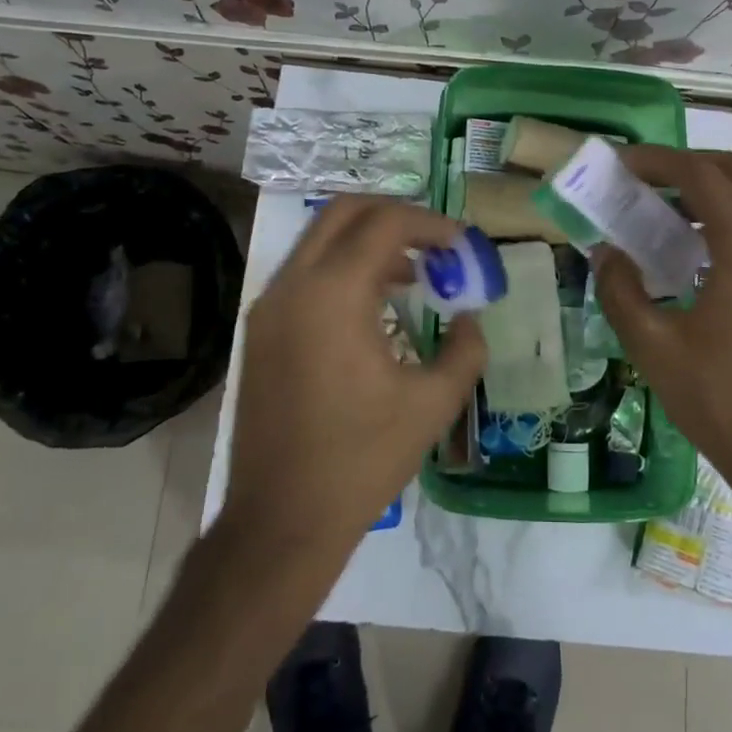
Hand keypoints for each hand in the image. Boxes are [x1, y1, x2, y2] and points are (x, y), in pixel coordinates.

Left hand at [220, 196, 486, 561]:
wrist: (282, 520)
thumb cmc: (361, 460)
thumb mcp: (432, 404)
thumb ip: (465, 349)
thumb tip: (471, 319)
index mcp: (333, 294)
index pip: (385, 223)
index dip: (431, 224)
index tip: (462, 246)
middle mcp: (293, 285)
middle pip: (345, 212)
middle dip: (396, 217)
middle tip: (436, 245)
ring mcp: (268, 306)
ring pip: (320, 239)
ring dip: (368, 242)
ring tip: (414, 276)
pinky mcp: (260, 330)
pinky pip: (305, 273)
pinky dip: (342, 268)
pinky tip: (375, 306)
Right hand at [593, 147, 731, 491]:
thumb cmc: (723, 400)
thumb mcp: (653, 345)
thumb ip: (619, 289)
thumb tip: (607, 252)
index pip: (699, 173)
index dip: (656, 161)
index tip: (621, 164)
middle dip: (689, 166)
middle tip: (646, 183)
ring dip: (716, 192)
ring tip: (670, 218)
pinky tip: (708, 257)